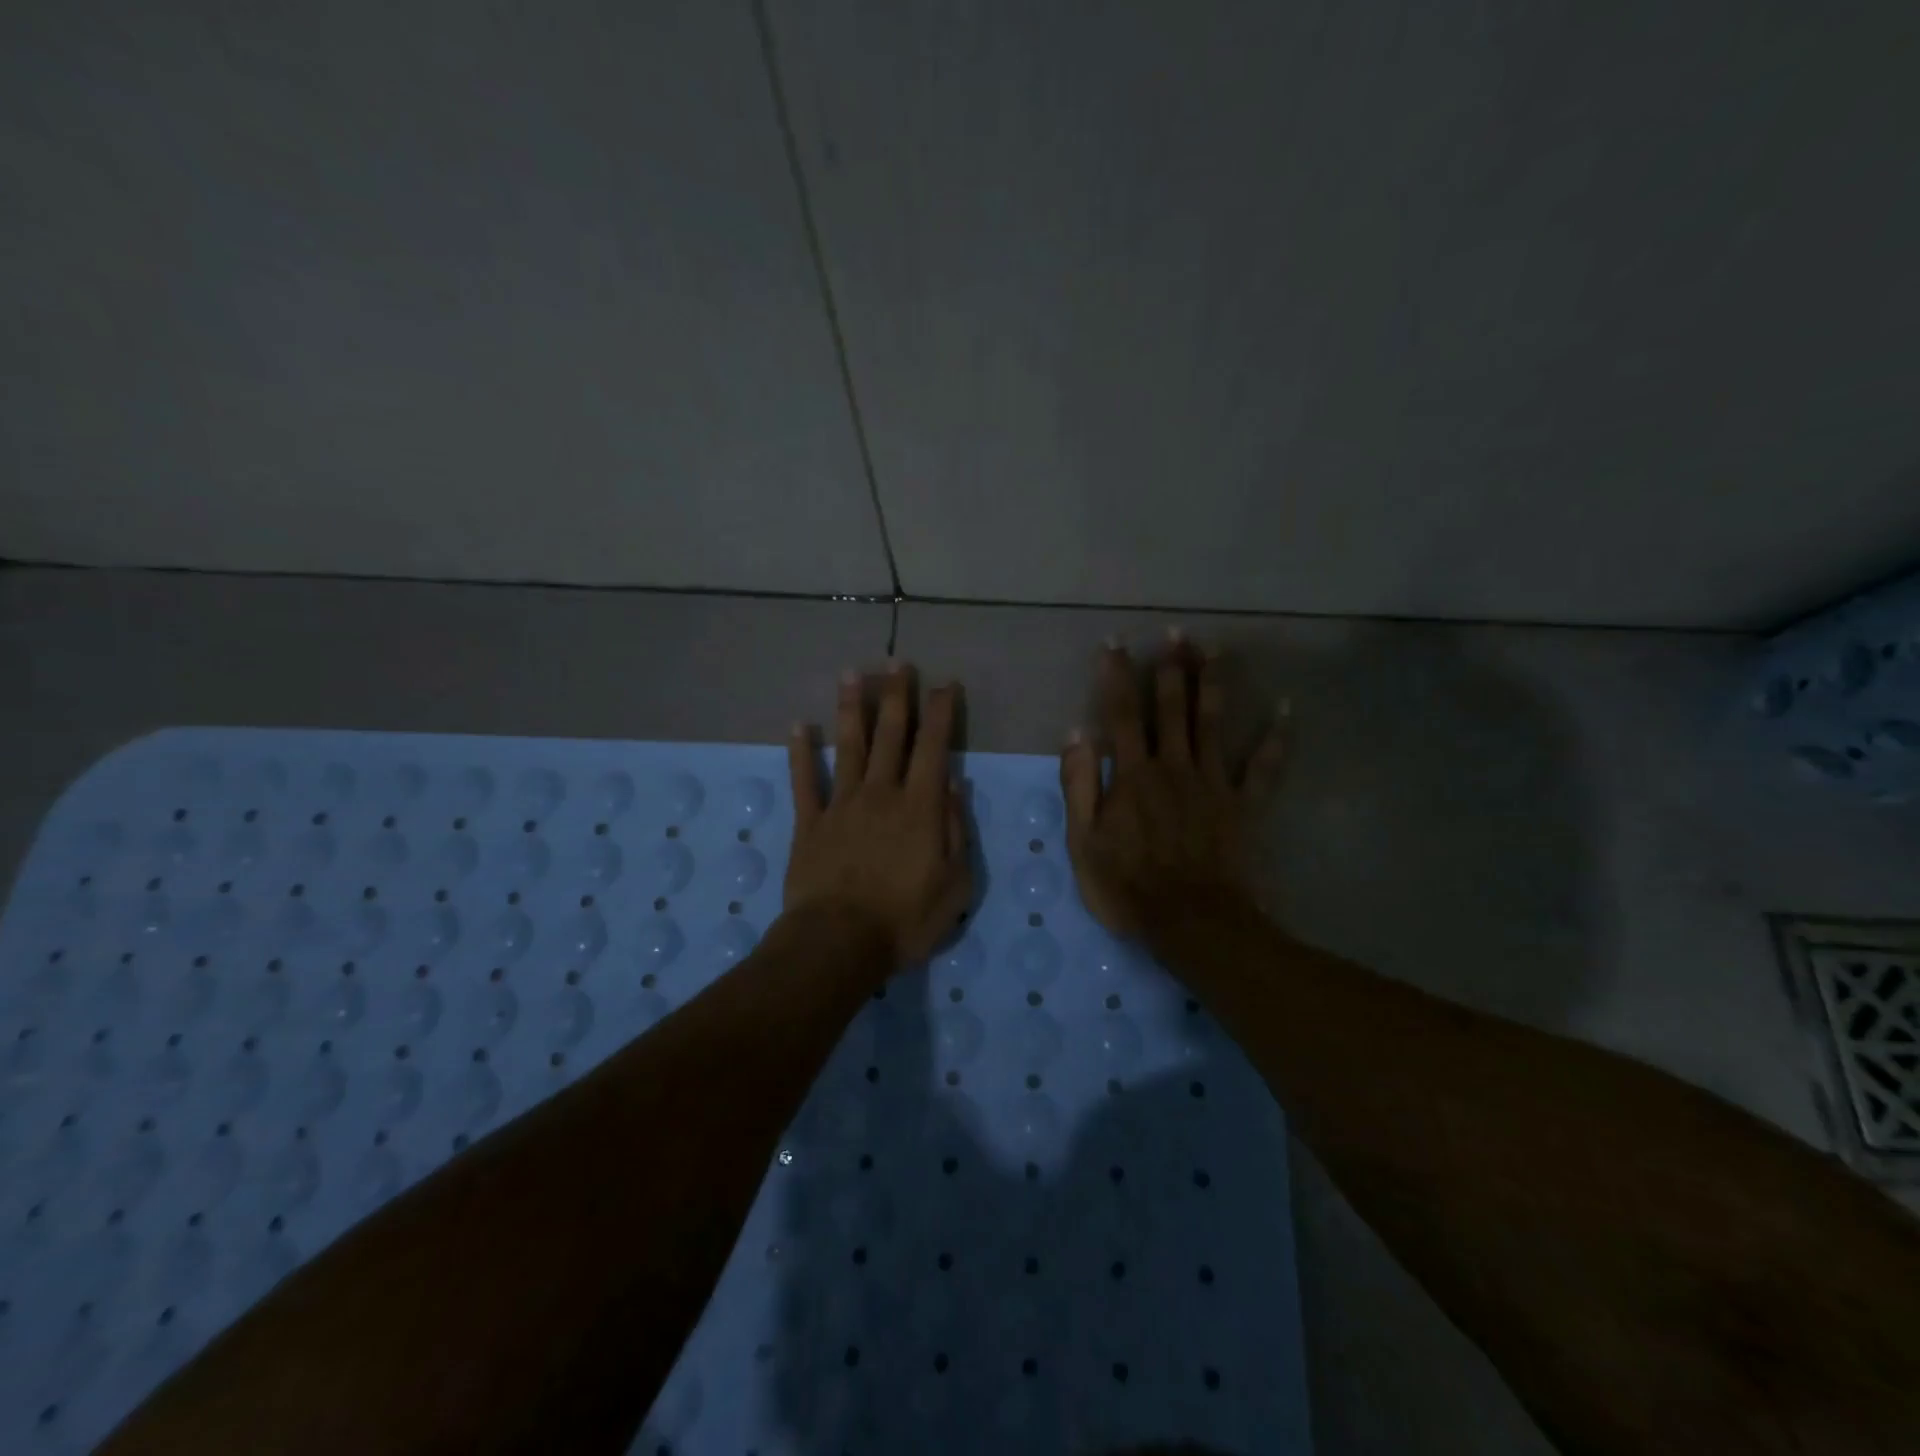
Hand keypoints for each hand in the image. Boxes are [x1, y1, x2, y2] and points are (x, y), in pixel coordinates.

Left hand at [784, 664, 973, 969]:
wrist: (839, 943)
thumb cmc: (905, 920)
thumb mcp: (954, 884)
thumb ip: (955, 830)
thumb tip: (952, 785)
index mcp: (919, 807)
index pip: (933, 748)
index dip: (940, 713)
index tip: (945, 684)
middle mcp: (881, 794)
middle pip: (890, 735)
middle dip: (896, 696)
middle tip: (897, 662)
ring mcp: (841, 805)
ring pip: (848, 747)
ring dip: (851, 709)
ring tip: (852, 674)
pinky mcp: (809, 823)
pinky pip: (804, 781)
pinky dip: (800, 753)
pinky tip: (798, 726)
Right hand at [1060, 637, 1285, 937]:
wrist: (1193, 923)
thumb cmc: (1129, 886)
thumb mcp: (1083, 842)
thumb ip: (1079, 786)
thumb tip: (1076, 733)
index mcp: (1133, 775)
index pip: (1121, 714)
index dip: (1116, 676)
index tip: (1114, 643)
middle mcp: (1174, 766)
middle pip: (1172, 708)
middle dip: (1171, 667)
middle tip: (1176, 632)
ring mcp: (1214, 783)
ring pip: (1214, 722)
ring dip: (1214, 683)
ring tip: (1216, 648)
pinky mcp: (1245, 804)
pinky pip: (1266, 766)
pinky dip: (1278, 737)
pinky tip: (1288, 709)